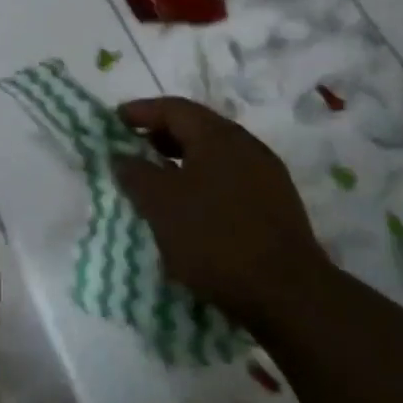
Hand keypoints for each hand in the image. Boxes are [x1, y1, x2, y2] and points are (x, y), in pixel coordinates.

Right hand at [111, 97, 329, 323]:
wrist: (287, 294)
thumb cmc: (214, 238)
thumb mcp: (160, 204)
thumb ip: (135, 173)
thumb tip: (122, 156)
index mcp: (218, 136)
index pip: (174, 108)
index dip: (141, 111)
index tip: (114, 121)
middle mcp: (246, 145)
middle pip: (197, 127)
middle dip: (161, 135)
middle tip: (133, 149)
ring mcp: (266, 175)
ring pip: (214, 155)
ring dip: (182, 160)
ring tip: (156, 180)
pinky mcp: (276, 205)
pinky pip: (229, 178)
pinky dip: (202, 181)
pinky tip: (190, 207)